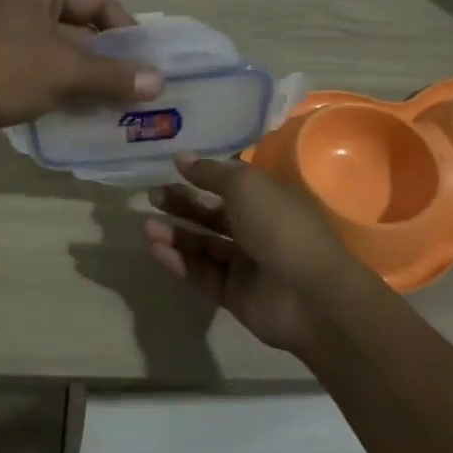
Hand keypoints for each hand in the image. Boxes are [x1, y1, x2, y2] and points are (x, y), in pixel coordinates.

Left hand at [0, 0, 163, 147]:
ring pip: (59, 44)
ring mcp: (2, 24)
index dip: (128, 32)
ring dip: (85, 71)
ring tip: (111, 99)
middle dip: (107, 56)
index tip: (148, 64)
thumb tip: (160, 82)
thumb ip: (113, 76)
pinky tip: (76, 104)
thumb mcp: (63, 73)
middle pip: (79, 22)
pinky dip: (60, 78)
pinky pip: (38, 59)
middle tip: (134, 84)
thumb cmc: (0, 74)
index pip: (98, 2)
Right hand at [143, 153, 354, 356]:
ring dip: (175, 233)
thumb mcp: (245, 186)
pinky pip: (201, 273)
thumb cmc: (279, 227)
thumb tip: (182, 157)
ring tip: (145, 225)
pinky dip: (179, 261)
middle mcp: (257, 229)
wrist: (308, 295)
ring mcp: (246, 264)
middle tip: (152, 196)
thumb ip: (211, 172)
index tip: (171, 167)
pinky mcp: (233, 294)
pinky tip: (154, 249)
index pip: (231, 184)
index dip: (202, 174)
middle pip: (213, 214)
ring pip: (204, 245)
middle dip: (183, 204)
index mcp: (268, 199)